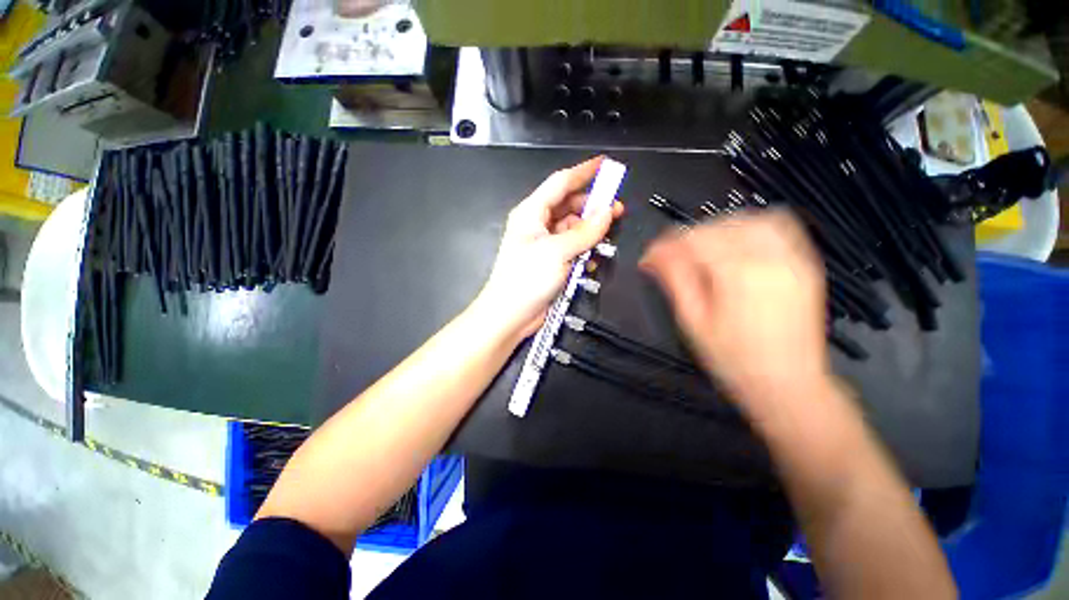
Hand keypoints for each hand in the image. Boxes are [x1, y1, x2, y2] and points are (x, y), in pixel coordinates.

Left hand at [474, 157, 624, 339]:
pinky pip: (572, 247)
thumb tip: (608, 212)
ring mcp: (545, 244)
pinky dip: (584, 249)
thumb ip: (585, 232)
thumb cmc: (527, 278)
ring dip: (590, 230)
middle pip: (569, 205)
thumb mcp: (557, 251)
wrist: (511, 315)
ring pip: (573, 228)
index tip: (606, 164)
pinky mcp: (552, 261)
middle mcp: (538, 224)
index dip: (584, 172)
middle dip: (593, 205)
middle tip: (617, 209)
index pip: (561, 182)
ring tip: (609, 234)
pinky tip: (592, 257)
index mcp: (532, 213)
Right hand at [640, 210, 827, 415]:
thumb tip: (653, 256)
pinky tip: (736, 242)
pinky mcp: (805, 264)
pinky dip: (751, 226)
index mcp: (737, 274)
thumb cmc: (732, 359)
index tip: (649, 258)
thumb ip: (675, 280)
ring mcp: (793, 258)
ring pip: (750, 219)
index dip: (665, 245)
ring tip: (702, 247)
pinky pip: (779, 227)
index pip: (693, 240)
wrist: (788, 385)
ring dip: (719, 227)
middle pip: (719, 226)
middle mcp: (769, 257)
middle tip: (671, 256)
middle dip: (688, 236)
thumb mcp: (693, 321)